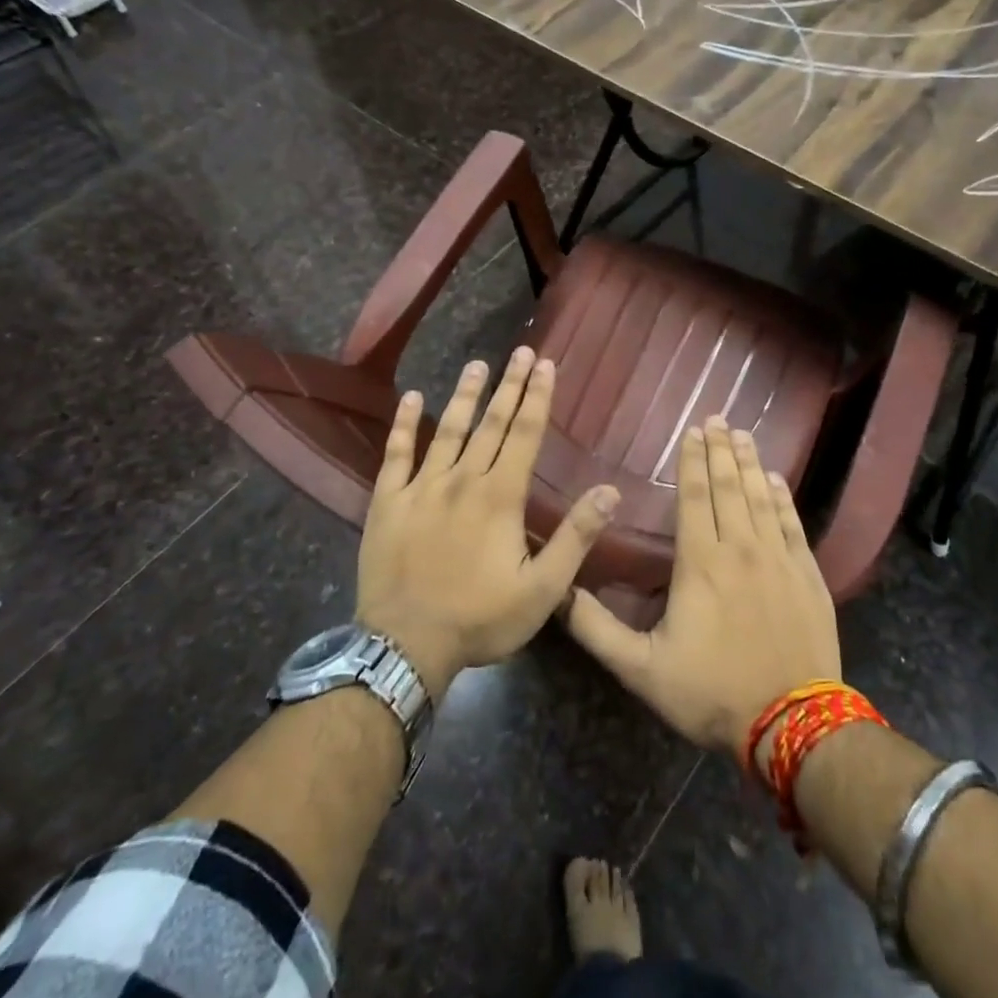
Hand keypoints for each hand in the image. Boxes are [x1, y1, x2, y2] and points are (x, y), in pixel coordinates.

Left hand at [356, 347, 618, 700]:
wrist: (404, 647)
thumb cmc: (480, 619)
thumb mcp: (542, 589)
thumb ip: (575, 538)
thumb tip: (609, 491)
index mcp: (500, 496)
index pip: (524, 434)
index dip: (538, 397)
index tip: (546, 364)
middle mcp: (462, 479)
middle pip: (491, 423)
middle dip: (509, 385)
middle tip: (521, 351)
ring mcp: (421, 487)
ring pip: (447, 429)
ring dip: (464, 395)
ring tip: (477, 364)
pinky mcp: (388, 501)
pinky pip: (396, 454)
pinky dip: (404, 425)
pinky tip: (411, 398)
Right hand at [565, 417, 841, 756]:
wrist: (793, 726)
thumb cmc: (713, 693)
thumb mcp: (642, 670)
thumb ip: (598, 630)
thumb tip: (560, 594)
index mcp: (701, 563)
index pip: (696, 498)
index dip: (692, 461)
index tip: (691, 431)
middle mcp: (741, 549)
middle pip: (728, 487)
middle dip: (720, 450)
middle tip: (717, 418)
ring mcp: (778, 560)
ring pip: (760, 497)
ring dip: (748, 463)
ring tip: (742, 435)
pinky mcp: (807, 575)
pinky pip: (792, 524)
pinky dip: (782, 497)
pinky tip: (775, 479)